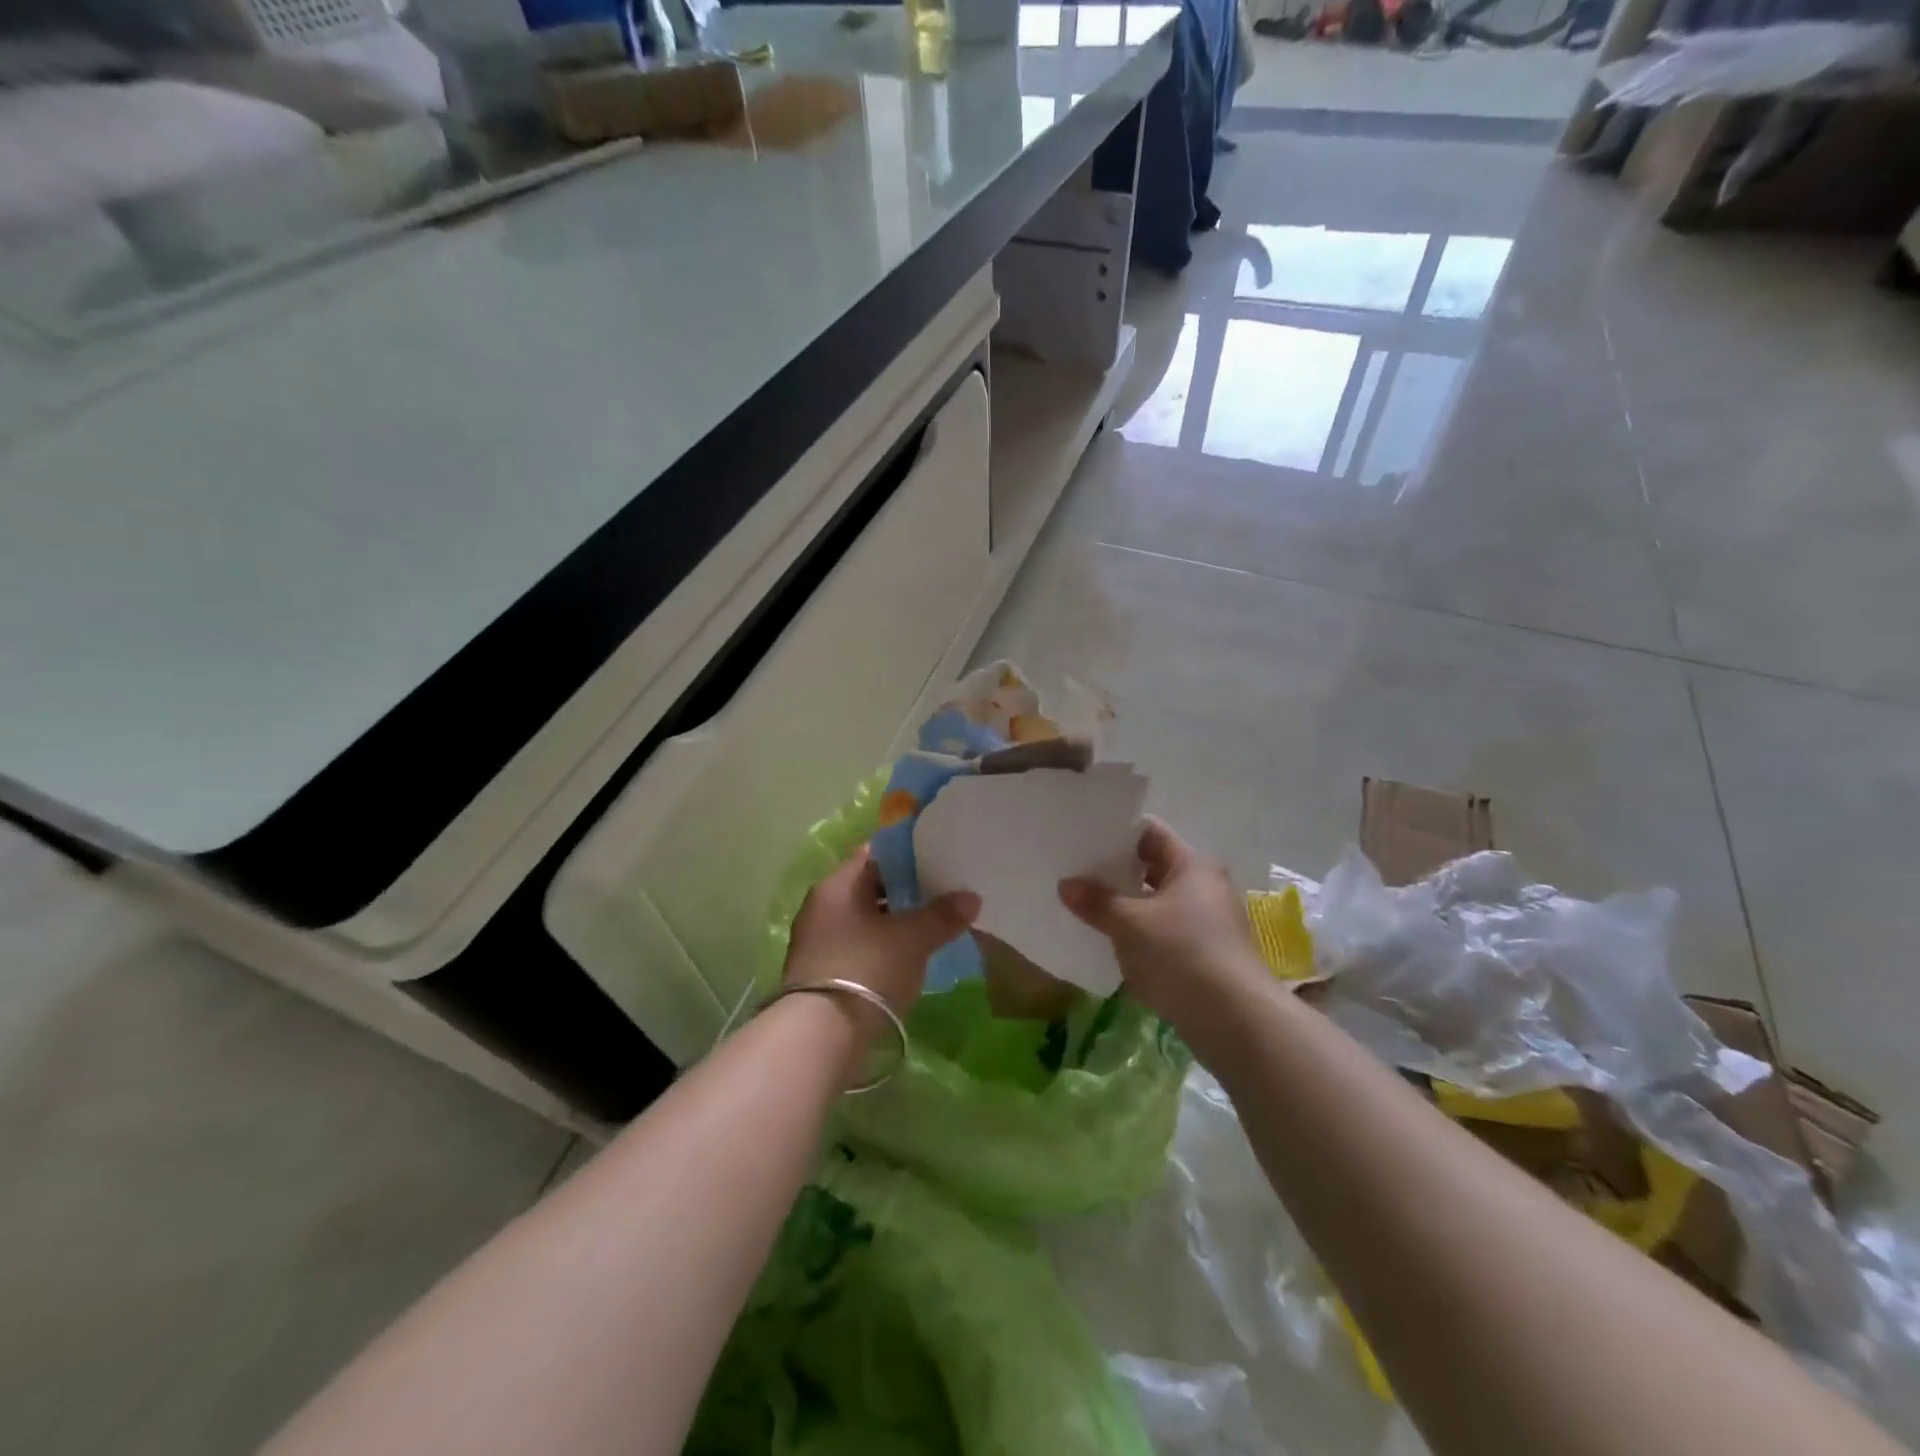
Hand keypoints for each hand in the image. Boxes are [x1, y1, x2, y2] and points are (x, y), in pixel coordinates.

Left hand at [782, 846, 979, 1033]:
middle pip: (870, 889)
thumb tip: (972, 897)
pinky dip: (885, 948)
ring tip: (934, 926)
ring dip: (896, 923)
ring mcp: (819, 943)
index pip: (875, 855)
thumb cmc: (865, 968)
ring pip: (867, 921)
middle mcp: (822, 908)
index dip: (908, 855)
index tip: (938, 857)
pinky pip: (861, 948)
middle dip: (905, 891)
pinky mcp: (823, 975)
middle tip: (943, 893)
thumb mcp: (912, 938)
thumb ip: (942, 915)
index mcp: (836, 885)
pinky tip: (911, 958)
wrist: (820, 1036)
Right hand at [1058, 820, 1264, 1029]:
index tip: (1083, 838)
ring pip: (1158, 902)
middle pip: (1153, 867)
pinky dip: (1141, 933)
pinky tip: (1112, 942)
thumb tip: (1066, 884)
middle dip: (1117, 872)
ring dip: (1128, 906)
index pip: (1149, 833)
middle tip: (1077, 873)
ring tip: (1087, 907)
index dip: (1116, 833)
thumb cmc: (1181, 954)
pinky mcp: (1206, 953)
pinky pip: (1165, 931)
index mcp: (1192, 864)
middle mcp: (1205, 885)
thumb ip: (1097, 901)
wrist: (1235, 1021)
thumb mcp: (1129, 924)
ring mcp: (1209, 921)